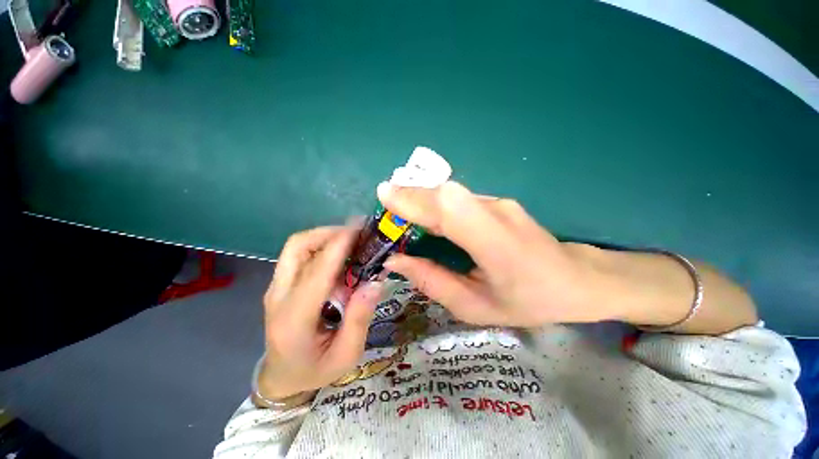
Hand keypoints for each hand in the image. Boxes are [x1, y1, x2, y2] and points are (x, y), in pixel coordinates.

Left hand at [259, 226, 381, 399]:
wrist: (282, 378)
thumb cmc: (315, 370)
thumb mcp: (346, 355)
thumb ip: (360, 318)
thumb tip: (375, 282)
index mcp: (294, 318)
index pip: (318, 270)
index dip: (340, 244)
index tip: (361, 229)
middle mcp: (279, 295)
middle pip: (297, 246)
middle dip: (329, 232)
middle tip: (358, 234)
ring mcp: (276, 287)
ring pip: (297, 246)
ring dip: (325, 237)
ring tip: (352, 241)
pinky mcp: (281, 284)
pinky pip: (300, 254)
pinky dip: (322, 246)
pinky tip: (341, 255)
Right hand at [378, 181, 607, 327]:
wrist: (576, 279)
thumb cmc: (527, 301)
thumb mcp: (475, 306)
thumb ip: (432, 281)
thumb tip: (395, 261)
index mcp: (496, 244)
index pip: (449, 210)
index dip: (414, 200)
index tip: (383, 196)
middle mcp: (496, 212)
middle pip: (446, 194)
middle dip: (410, 196)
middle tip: (384, 207)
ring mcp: (498, 202)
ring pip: (450, 192)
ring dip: (420, 197)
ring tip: (398, 212)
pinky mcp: (495, 201)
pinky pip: (457, 198)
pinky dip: (433, 201)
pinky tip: (424, 214)